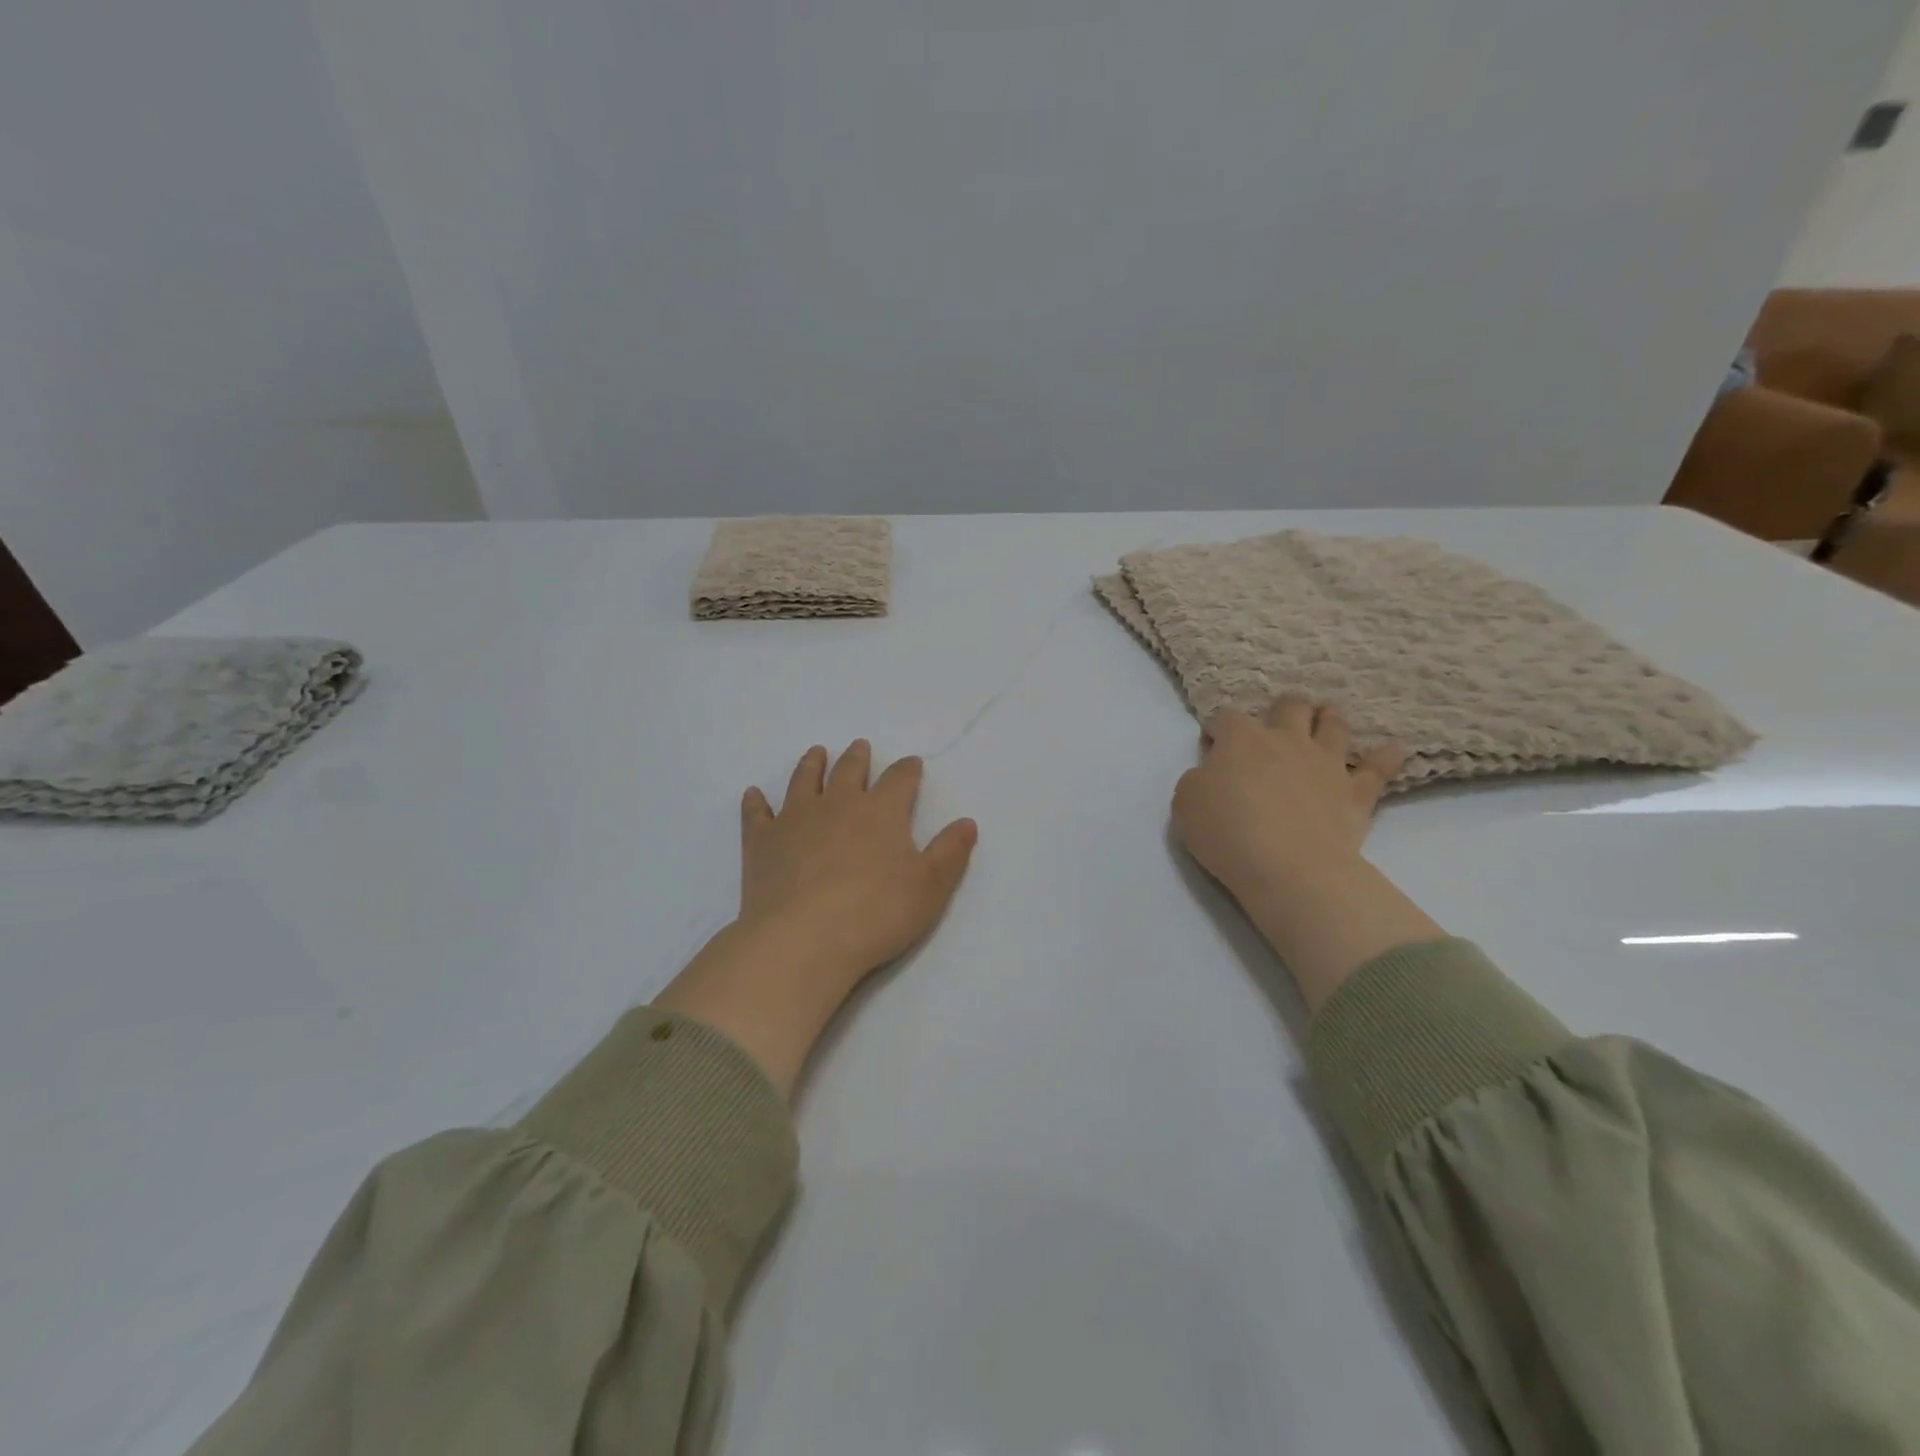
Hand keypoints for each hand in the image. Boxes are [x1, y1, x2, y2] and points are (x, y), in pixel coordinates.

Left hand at [738, 741, 977, 987]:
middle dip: (858, 758)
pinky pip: (757, 814)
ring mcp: (795, 819)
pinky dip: (756, 803)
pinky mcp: (762, 842)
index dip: (908, 770)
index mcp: (881, 812)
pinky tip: (754, 795)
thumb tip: (968, 822)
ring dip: (812, 764)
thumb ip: (950, 852)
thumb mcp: (930, 887)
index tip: (912, 764)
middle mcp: (838, 804)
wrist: (804, 939)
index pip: (899, 780)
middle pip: (849, 770)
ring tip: (816, 753)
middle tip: (859, 747)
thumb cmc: (876, 914)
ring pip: (804, 780)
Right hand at [1173, 695, 1402, 902]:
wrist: (1289, 868)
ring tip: (1327, 719)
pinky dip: (1386, 757)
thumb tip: (1211, 774)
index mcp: (1241, 739)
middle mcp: (1286, 740)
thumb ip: (1198, 780)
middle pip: (1289, 706)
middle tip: (1278, 721)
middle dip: (1283, 708)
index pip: (1226, 717)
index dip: (1217, 728)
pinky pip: (1378, 768)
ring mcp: (1326, 763)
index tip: (1213, 746)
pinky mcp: (1356, 792)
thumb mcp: (1185, 803)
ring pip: (1334, 725)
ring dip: (1329, 718)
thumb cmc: (1228, 832)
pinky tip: (1393, 749)